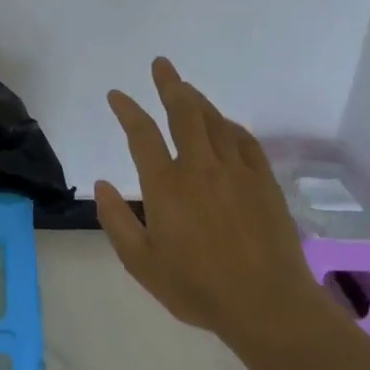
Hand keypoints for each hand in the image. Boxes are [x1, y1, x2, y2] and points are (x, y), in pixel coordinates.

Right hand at [93, 57, 321, 354]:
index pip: (142, 134)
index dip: (127, 110)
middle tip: (162, 65)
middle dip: (170, 85)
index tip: (117, 95)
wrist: (267, 305)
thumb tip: (102, 184)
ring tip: (187, 88)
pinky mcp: (264, 183)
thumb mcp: (141, 263)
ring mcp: (236, 172)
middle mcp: (200, 168)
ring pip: (215, 122)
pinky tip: (225, 125)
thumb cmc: (197, 288)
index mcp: (166, 186)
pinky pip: (245, 141)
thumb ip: (116, 221)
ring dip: (198, 100)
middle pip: (184, 113)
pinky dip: (231, 126)